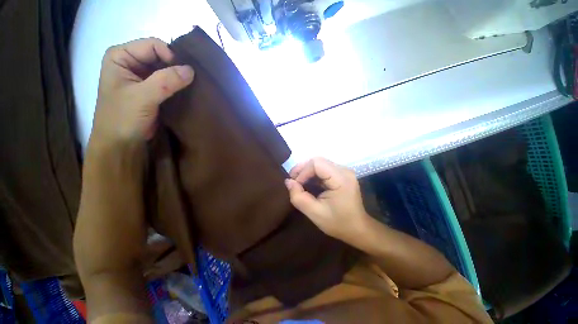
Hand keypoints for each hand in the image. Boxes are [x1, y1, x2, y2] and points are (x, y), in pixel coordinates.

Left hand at [90, 37, 194, 148]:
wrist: (122, 142)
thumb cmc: (123, 117)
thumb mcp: (143, 97)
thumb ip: (166, 81)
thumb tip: (191, 70)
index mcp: (121, 56)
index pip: (152, 45)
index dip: (170, 57)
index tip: (184, 74)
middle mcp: (131, 63)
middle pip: (160, 56)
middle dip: (176, 67)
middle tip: (192, 80)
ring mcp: (142, 77)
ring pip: (166, 70)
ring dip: (179, 78)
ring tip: (192, 87)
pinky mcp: (152, 90)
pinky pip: (169, 82)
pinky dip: (179, 87)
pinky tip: (187, 92)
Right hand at [285, 157, 369, 244]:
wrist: (358, 229)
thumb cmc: (338, 223)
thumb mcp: (315, 213)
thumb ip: (299, 197)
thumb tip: (288, 181)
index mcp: (341, 179)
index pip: (317, 163)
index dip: (302, 171)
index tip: (295, 185)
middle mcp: (344, 170)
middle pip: (318, 161)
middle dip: (302, 169)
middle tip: (293, 181)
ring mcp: (344, 171)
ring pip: (319, 163)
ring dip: (306, 171)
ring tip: (298, 182)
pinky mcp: (341, 174)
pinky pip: (323, 169)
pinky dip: (313, 174)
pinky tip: (308, 183)